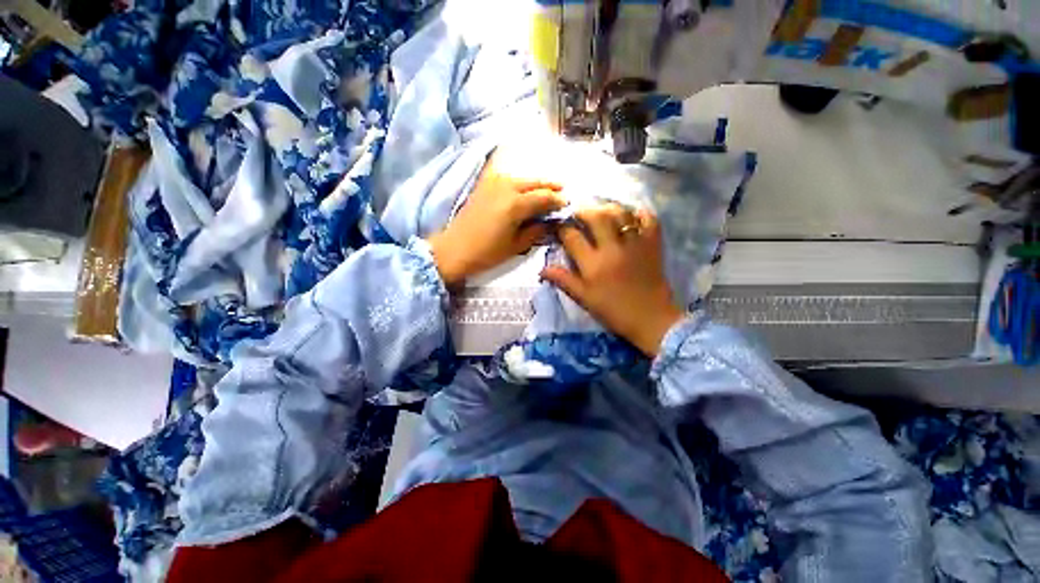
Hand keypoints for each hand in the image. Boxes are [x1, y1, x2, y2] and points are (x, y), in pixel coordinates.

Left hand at [428, 152, 564, 286]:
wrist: (454, 249)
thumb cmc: (486, 252)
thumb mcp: (516, 246)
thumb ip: (536, 231)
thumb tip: (550, 222)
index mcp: (516, 204)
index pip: (544, 197)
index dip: (558, 200)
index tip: (567, 204)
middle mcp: (506, 187)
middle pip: (535, 182)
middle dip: (550, 186)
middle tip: (562, 191)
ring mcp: (493, 184)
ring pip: (522, 178)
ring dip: (536, 182)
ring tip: (546, 189)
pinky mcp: (484, 186)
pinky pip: (507, 177)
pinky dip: (519, 181)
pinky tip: (524, 187)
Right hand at [541, 204, 684, 356]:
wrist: (650, 320)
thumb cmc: (613, 311)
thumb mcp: (584, 299)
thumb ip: (564, 280)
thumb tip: (542, 269)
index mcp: (593, 264)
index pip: (572, 237)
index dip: (562, 228)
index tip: (558, 227)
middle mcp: (613, 249)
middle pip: (596, 217)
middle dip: (583, 211)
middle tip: (578, 213)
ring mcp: (635, 244)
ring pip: (620, 214)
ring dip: (607, 208)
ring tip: (601, 211)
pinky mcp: (653, 244)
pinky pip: (649, 219)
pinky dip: (639, 213)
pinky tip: (630, 215)